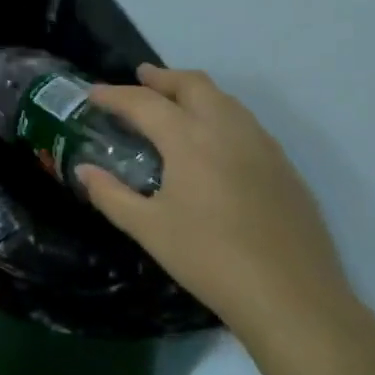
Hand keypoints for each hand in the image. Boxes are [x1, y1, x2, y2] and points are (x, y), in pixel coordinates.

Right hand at [78, 65, 353, 351]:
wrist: (292, 297)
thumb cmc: (209, 259)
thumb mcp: (149, 229)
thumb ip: (111, 195)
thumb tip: (82, 171)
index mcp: (189, 139)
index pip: (144, 102)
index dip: (114, 95)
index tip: (92, 93)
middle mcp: (227, 129)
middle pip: (192, 84)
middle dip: (162, 78)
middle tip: (140, 78)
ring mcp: (262, 145)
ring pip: (225, 99)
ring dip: (194, 91)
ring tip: (175, 103)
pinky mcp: (284, 166)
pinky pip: (246, 122)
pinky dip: (220, 114)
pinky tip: (213, 142)